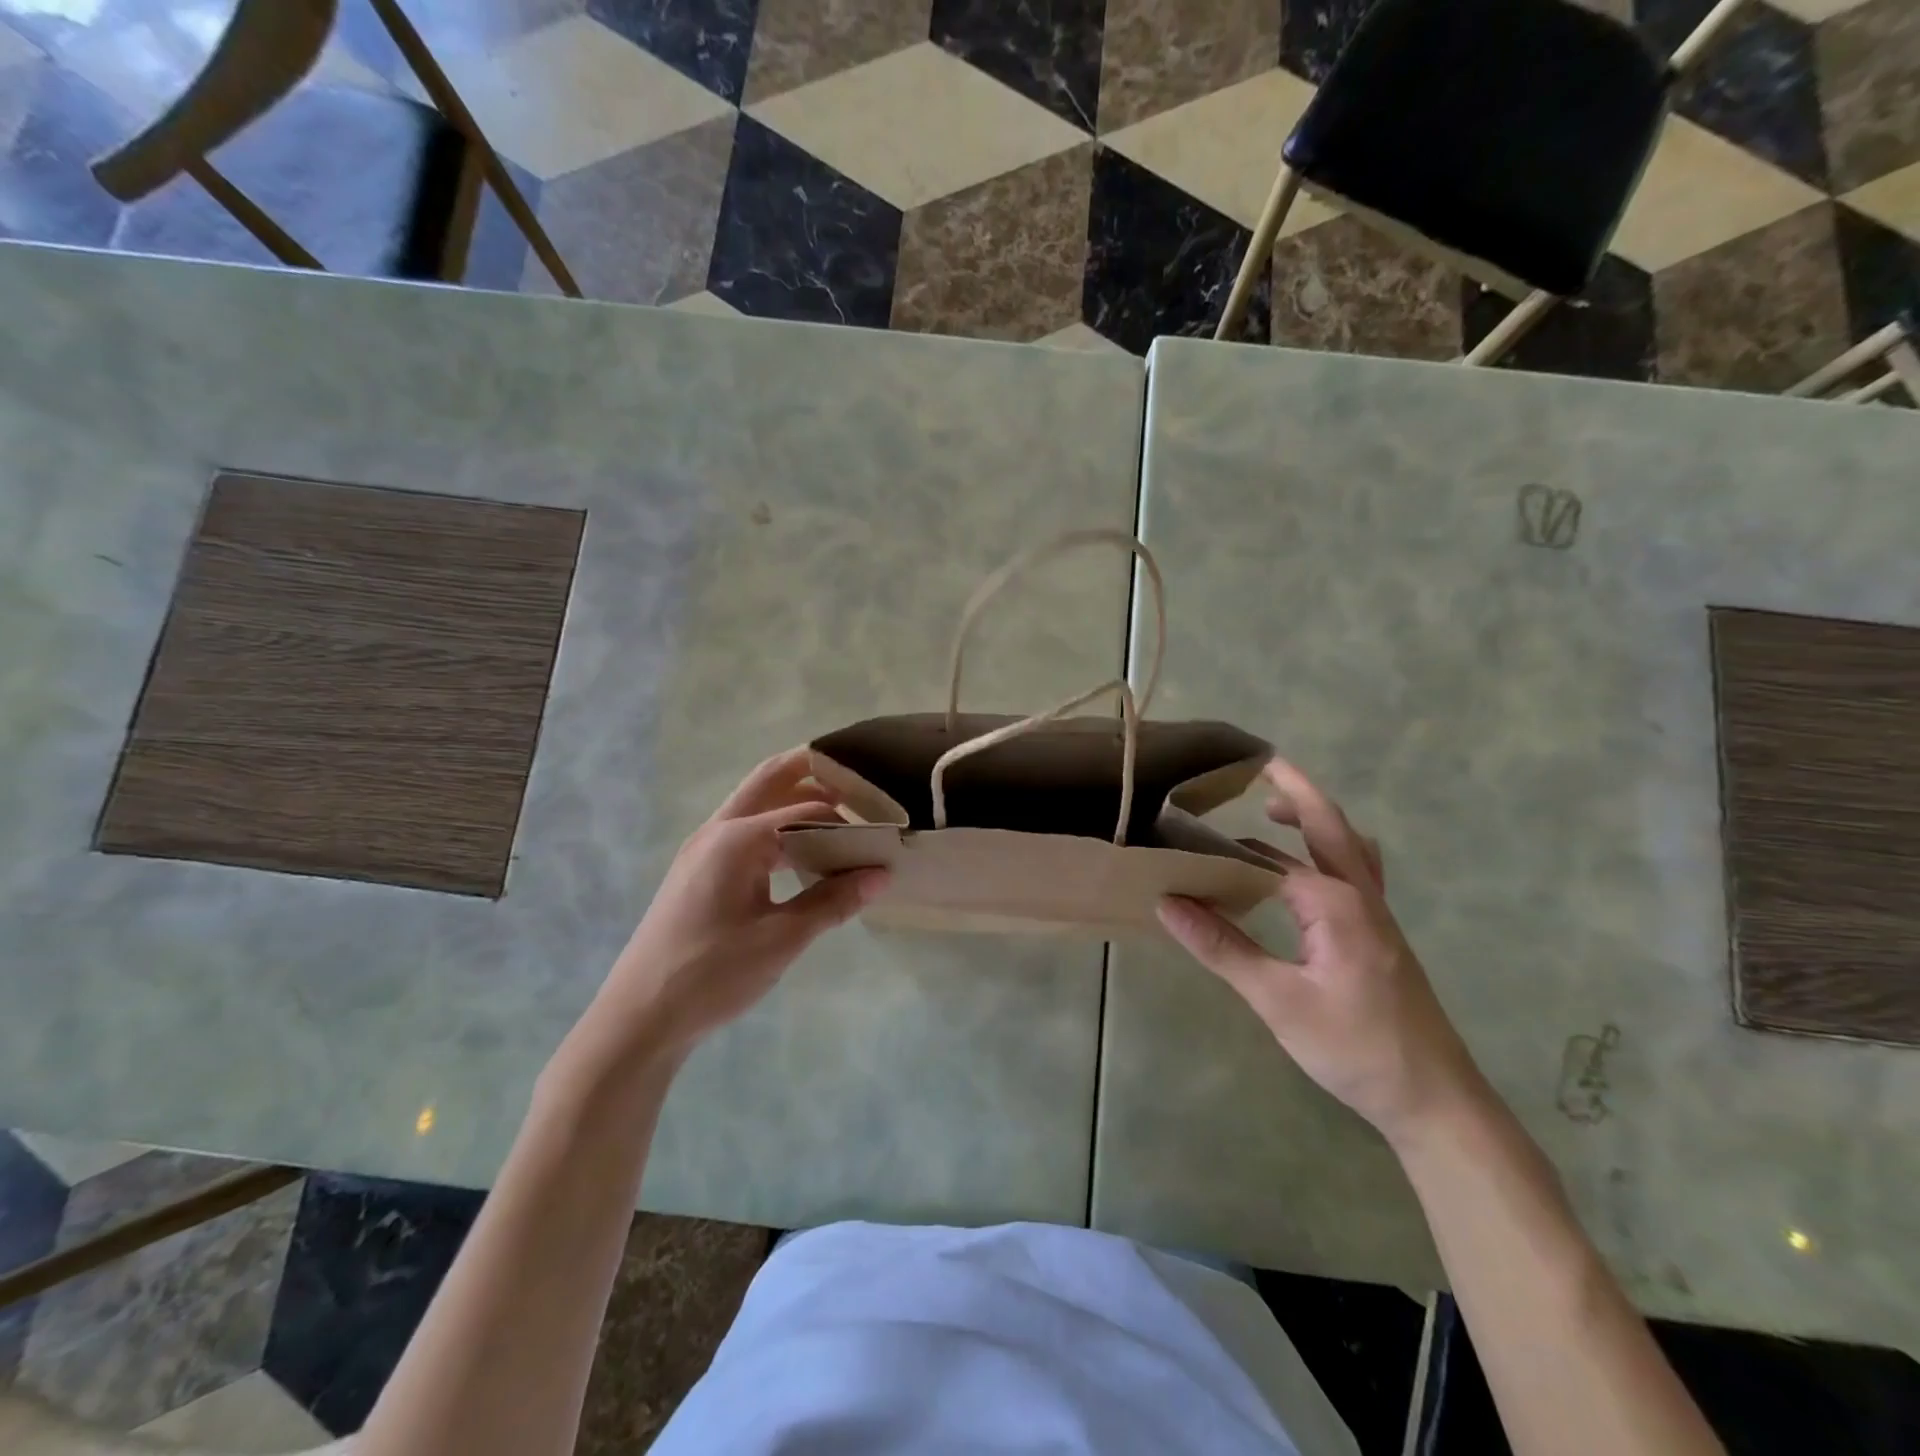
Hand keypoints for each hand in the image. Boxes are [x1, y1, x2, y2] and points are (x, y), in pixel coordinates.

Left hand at [570, 750, 887, 1069]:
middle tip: (858, 781)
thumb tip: (880, 875)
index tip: (881, 832)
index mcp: (737, 839)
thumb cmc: (712, 974)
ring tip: (839, 817)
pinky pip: (746, 834)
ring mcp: (703, 850)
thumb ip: (833, 901)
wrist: (639, 1017)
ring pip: (755, 806)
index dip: (846, 818)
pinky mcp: (698, 872)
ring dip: (795, 802)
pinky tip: (802, 857)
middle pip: (770, 780)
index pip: (806, 809)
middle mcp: (717, 831)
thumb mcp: (781, 939)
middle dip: (813, 773)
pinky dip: (778, 831)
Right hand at [1157, 758, 1484, 1146]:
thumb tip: (1168, 902)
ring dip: (1316, 817)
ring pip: (1350, 845)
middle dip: (1294, 790)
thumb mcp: (1278, 1001)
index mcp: (1335, 904)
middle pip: (1328, 825)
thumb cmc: (1355, 1049)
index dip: (1222, 847)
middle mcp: (1361, 896)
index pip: (1267, 859)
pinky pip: (1357, 870)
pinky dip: (1331, 848)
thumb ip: (1222, 947)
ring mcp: (1377, 914)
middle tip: (1257, 765)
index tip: (1180, 835)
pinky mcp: (1381, 934)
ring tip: (1276, 808)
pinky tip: (1309, 868)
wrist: (1435, 1100)